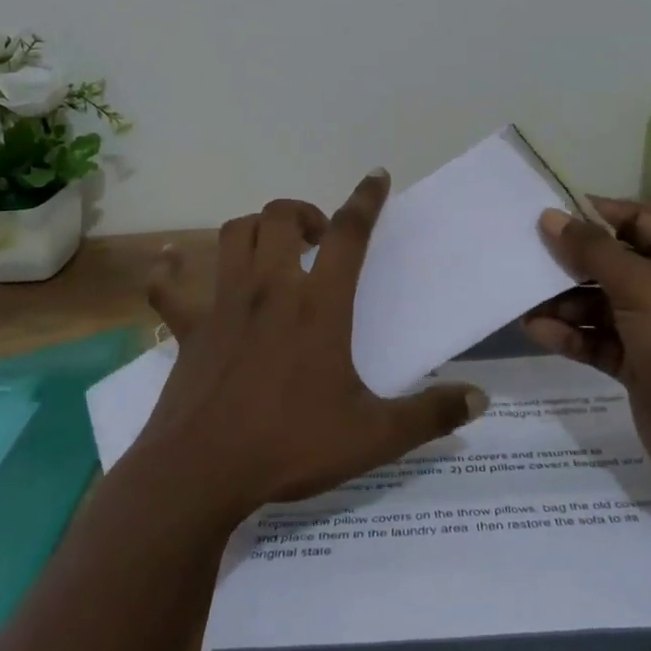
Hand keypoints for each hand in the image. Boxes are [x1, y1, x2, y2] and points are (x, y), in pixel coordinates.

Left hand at [130, 171, 486, 521]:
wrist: (200, 474)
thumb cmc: (290, 446)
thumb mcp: (372, 436)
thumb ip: (429, 415)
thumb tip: (479, 399)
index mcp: (318, 306)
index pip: (348, 234)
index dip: (365, 200)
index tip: (376, 177)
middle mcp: (269, 289)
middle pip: (279, 216)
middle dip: (303, 212)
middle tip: (319, 238)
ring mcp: (223, 305)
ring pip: (232, 234)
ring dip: (255, 228)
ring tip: (272, 249)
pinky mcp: (189, 329)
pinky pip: (171, 287)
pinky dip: (172, 270)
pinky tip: (172, 262)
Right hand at [522, 197, 650, 499]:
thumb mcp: (641, 287)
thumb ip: (592, 252)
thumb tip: (550, 217)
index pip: (638, 221)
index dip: (596, 214)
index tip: (550, 212)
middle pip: (612, 264)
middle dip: (571, 263)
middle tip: (526, 255)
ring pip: (600, 305)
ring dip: (563, 303)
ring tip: (524, 299)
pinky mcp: (637, 364)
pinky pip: (597, 340)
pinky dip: (570, 335)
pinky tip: (536, 330)